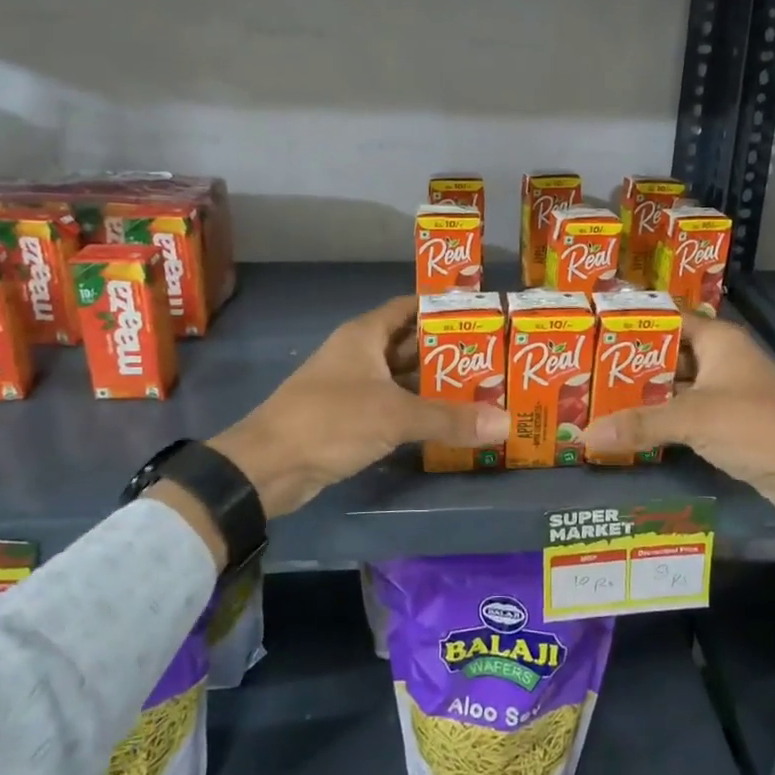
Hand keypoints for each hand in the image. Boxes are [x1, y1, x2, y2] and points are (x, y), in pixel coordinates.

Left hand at [202, 296, 508, 520]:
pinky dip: (418, 410)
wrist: (268, 466)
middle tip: (495, 359)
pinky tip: (449, 421)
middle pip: (411, 344)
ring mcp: (353, 387)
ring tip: (483, 389)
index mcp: (365, 335)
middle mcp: (360, 354)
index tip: (483, 315)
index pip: (410, 307)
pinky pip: (393, 406)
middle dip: (449, 351)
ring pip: (403, 378)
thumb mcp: (395, 415)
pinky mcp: (350, 419)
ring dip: (435, 384)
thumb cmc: (331, 420)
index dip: (443, 308)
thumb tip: (505, 423)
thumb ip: (450, 418)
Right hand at [582, 316, 774, 574]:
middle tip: (582, 368)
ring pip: (674, 386)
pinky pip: (684, 413)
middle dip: (629, 363)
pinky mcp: (726, 423)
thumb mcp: (693, 419)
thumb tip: (584, 436)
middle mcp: (721, 359)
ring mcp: (725, 392)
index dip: (633, 321)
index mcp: (718, 340)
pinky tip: (627, 427)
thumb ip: (639, 424)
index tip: (592, 327)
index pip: (667, 317)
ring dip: (642, 394)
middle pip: (667, 353)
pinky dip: (660, 418)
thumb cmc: (756, 427)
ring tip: (595, 397)